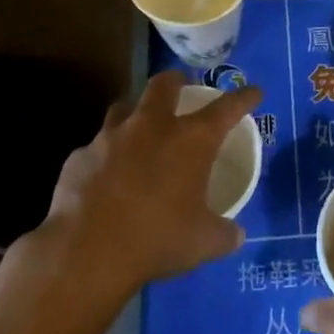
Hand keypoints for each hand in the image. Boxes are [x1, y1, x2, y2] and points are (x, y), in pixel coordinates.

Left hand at [39, 70, 262, 299]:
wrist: (86, 252)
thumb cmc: (157, 239)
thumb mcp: (203, 242)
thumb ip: (224, 233)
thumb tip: (235, 234)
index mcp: (190, 140)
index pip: (227, 108)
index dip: (243, 98)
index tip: (253, 92)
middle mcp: (151, 126)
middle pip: (164, 84)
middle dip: (176, 81)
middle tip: (181, 87)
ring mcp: (110, 137)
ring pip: (124, 107)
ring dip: (135, 113)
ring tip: (139, 129)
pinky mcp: (79, 156)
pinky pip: (96, 147)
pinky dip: (105, 155)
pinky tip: (105, 176)